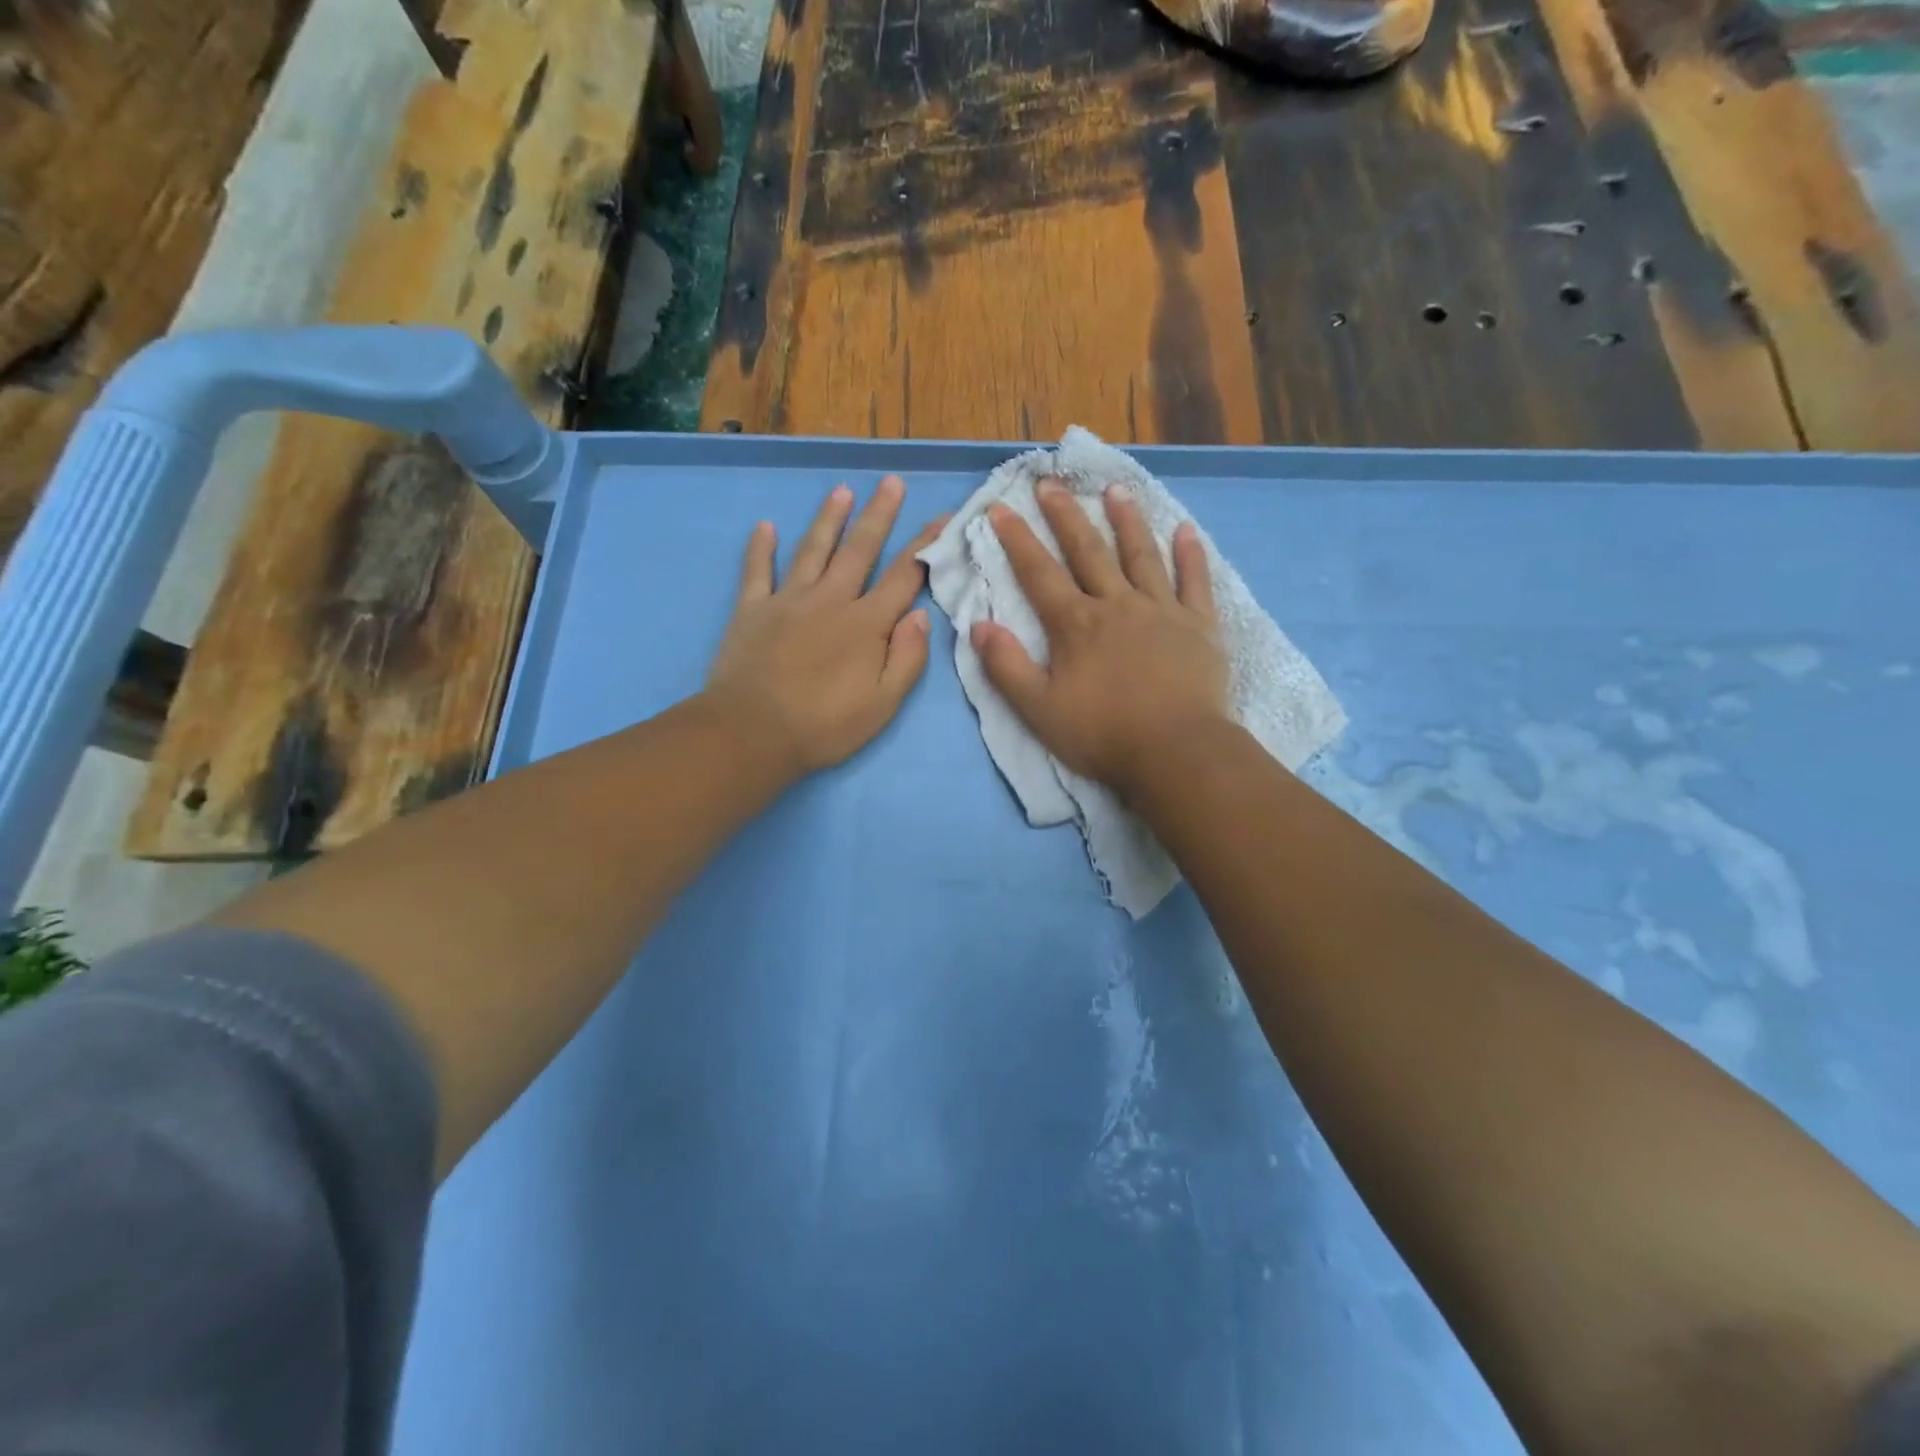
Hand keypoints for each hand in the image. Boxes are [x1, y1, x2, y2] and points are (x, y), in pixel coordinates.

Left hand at [704, 476, 943, 777]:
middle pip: (860, 550)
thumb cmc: (824, 726)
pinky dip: (760, 548)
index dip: (924, 546)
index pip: (904, 577)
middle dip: (878, 515)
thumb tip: (920, 615)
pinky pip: (757, 571)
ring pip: (813, 550)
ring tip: (841, 491)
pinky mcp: (752, 610)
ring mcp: (788, 600)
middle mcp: (830, 600)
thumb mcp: (883, 704)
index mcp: (866, 624)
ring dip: (829, 519)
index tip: (941, 517)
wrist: (752, 733)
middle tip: (890, 482)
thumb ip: (907, 658)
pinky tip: (765, 526)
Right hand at [972, 479, 1229, 795]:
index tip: (1000, 507)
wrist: (1176, 752)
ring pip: (1142, 555)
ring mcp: (1162, 611)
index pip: (1039, 573)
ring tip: (1115, 490)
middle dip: (1065, 516)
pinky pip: (1195, 582)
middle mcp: (1117, 605)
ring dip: (1127, 520)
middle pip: (1088, 551)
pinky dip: (1191, 555)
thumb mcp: (1038, 709)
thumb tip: (978, 626)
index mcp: (1076, 625)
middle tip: (1050, 483)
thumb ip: (1007, 667)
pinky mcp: (1199, 626)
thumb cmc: (1102, 734)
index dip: (1017, 539)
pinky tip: (1187, 530)